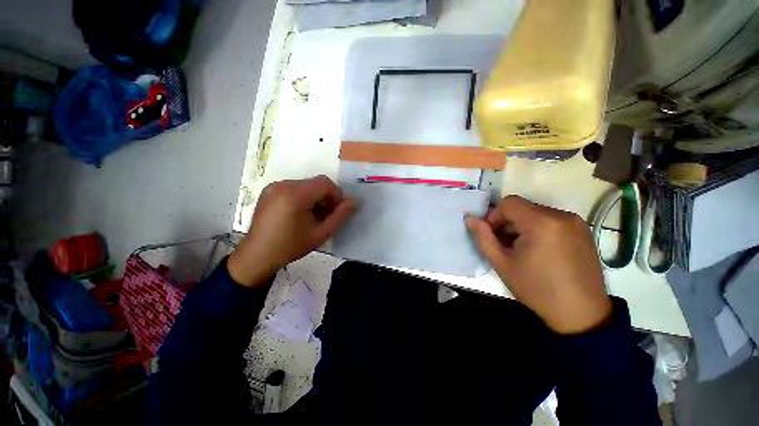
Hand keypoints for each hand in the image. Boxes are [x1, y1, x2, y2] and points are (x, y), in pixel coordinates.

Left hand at [228, 176, 356, 286]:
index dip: (336, 195)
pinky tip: (300, 214)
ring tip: (312, 217)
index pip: (325, 183)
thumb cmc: (291, 246)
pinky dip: (303, 198)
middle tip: (325, 216)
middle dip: (325, 198)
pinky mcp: (269, 191)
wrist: (257, 255)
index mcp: (295, 195)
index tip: (335, 211)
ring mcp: (274, 187)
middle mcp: (283, 185)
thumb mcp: (321, 233)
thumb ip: (340, 216)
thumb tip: (354, 202)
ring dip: (315, 198)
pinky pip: (294, 188)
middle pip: (315, 184)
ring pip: (306, 186)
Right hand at [465, 196, 610, 333]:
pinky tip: (538, 251)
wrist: (581, 314)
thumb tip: (469, 218)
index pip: (508, 203)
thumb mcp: (502, 263)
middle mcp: (561, 215)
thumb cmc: (537, 289)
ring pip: (535, 213)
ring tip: (522, 250)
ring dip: (521, 226)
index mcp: (541, 222)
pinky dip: (537, 229)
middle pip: (522, 207)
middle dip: (507, 223)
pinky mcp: (582, 230)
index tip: (493, 237)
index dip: (494, 217)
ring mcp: (575, 222)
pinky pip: (550, 220)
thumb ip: (482, 237)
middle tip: (505, 245)